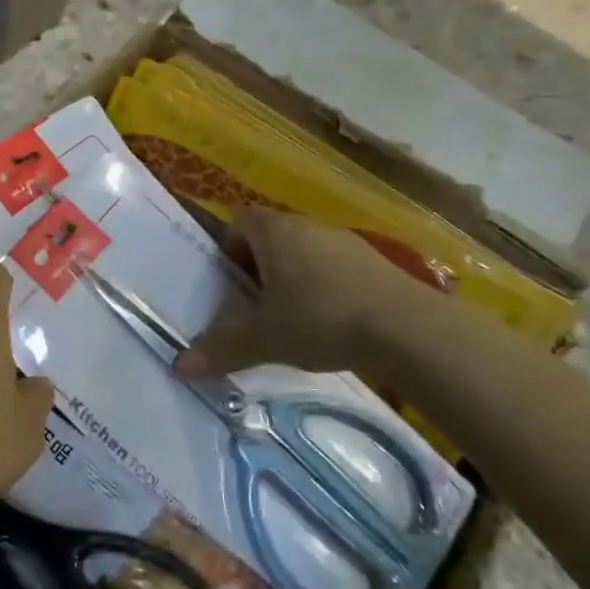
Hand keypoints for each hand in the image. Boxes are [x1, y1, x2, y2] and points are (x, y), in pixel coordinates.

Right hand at [177, 209, 443, 380]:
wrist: (410, 330)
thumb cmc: (321, 318)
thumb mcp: (264, 338)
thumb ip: (222, 349)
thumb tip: (179, 366)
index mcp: (274, 231)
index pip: (239, 222)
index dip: (229, 249)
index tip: (230, 284)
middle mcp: (308, 226)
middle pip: (272, 237)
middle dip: (260, 268)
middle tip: (256, 307)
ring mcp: (347, 242)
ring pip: (306, 253)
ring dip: (296, 279)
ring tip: (295, 320)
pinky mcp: (379, 264)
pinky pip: (338, 269)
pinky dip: (329, 289)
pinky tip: (335, 325)